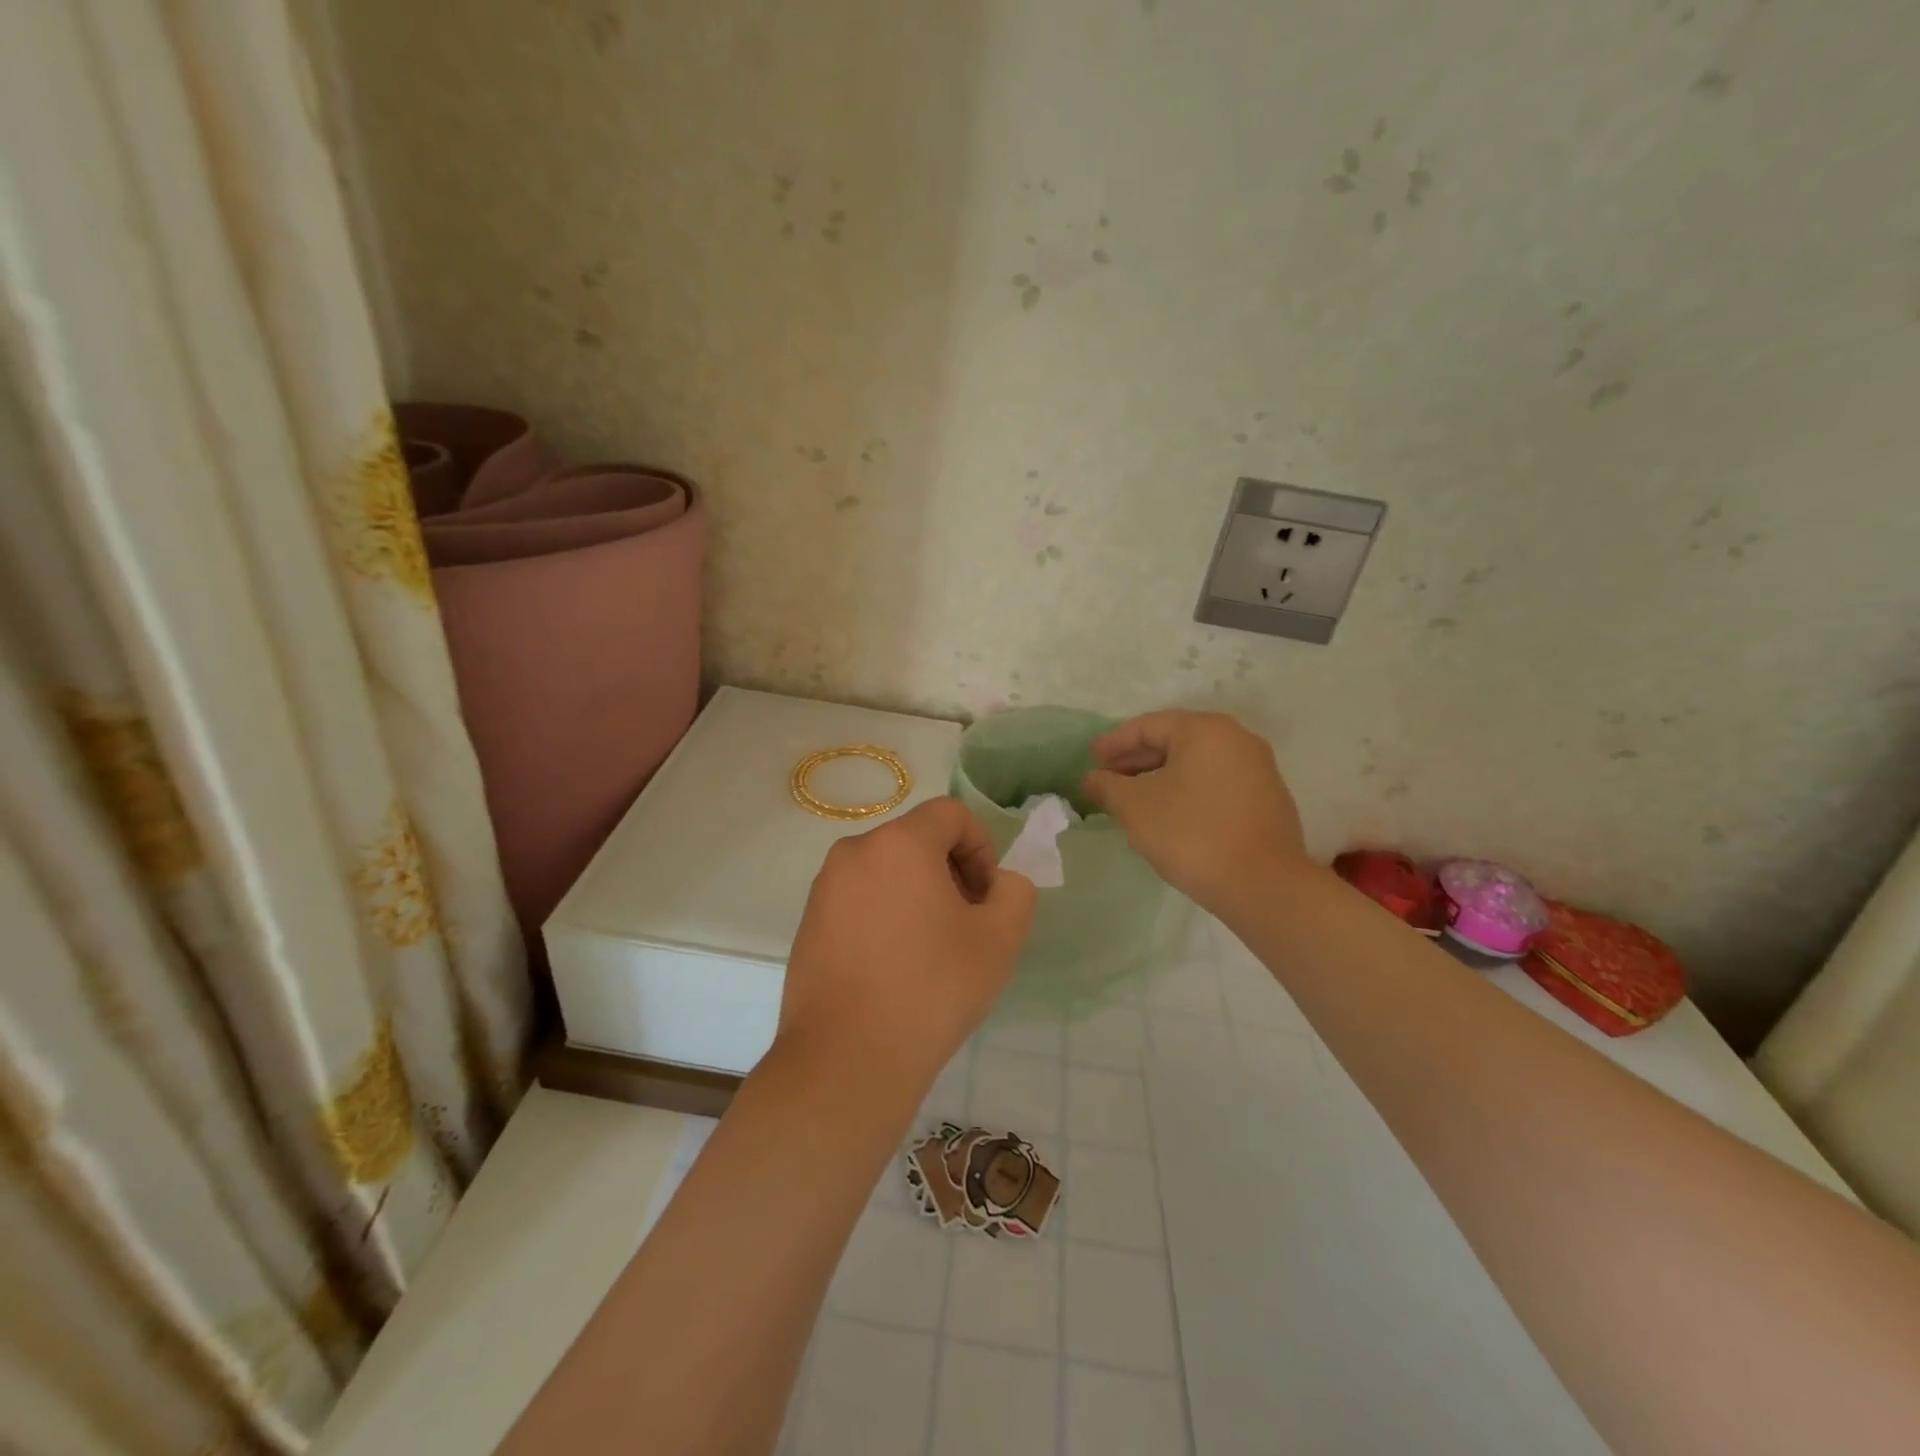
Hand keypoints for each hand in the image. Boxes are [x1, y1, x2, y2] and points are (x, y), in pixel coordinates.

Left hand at [777, 797, 1037, 1093]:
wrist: (847, 1058)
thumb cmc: (931, 989)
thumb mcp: (1000, 938)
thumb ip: (1015, 892)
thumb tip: (1000, 883)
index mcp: (899, 843)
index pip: (951, 815)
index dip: (981, 848)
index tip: (987, 898)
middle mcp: (854, 852)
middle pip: (917, 840)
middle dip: (951, 872)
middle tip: (967, 925)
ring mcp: (824, 888)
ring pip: (887, 871)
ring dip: (918, 894)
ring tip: (931, 950)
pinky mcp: (808, 924)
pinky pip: (859, 899)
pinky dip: (885, 915)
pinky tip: (895, 967)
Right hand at [1082, 710, 1305, 910]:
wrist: (1263, 885)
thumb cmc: (1191, 834)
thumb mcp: (1136, 807)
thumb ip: (1108, 786)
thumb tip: (1091, 779)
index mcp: (1206, 730)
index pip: (1148, 726)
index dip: (1114, 742)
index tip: (1090, 760)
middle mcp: (1237, 740)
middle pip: (1175, 741)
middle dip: (1136, 760)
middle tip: (1106, 779)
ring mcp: (1258, 770)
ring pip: (1196, 765)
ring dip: (1160, 778)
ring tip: (1131, 800)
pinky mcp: (1267, 800)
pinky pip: (1215, 784)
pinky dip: (1186, 792)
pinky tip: (1168, 816)